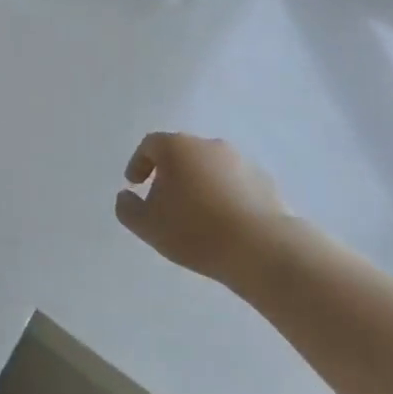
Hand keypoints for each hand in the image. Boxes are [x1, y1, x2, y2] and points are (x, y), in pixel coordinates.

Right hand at [114, 134, 296, 292]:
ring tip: (196, 215)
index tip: (135, 184)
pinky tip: (223, 222)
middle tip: (164, 201)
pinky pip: (234, 183)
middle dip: (169, 173)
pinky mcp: (265, 182)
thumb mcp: (148, 225)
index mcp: (177, 147)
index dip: (138, 163)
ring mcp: (241, 161)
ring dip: (198, 184)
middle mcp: (208, 145)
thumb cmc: (195, 230)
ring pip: (209, 168)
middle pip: (181, 153)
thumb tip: (126, 196)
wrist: (263, 248)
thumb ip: (127, 208)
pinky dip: (223, 195)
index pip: (150, 145)